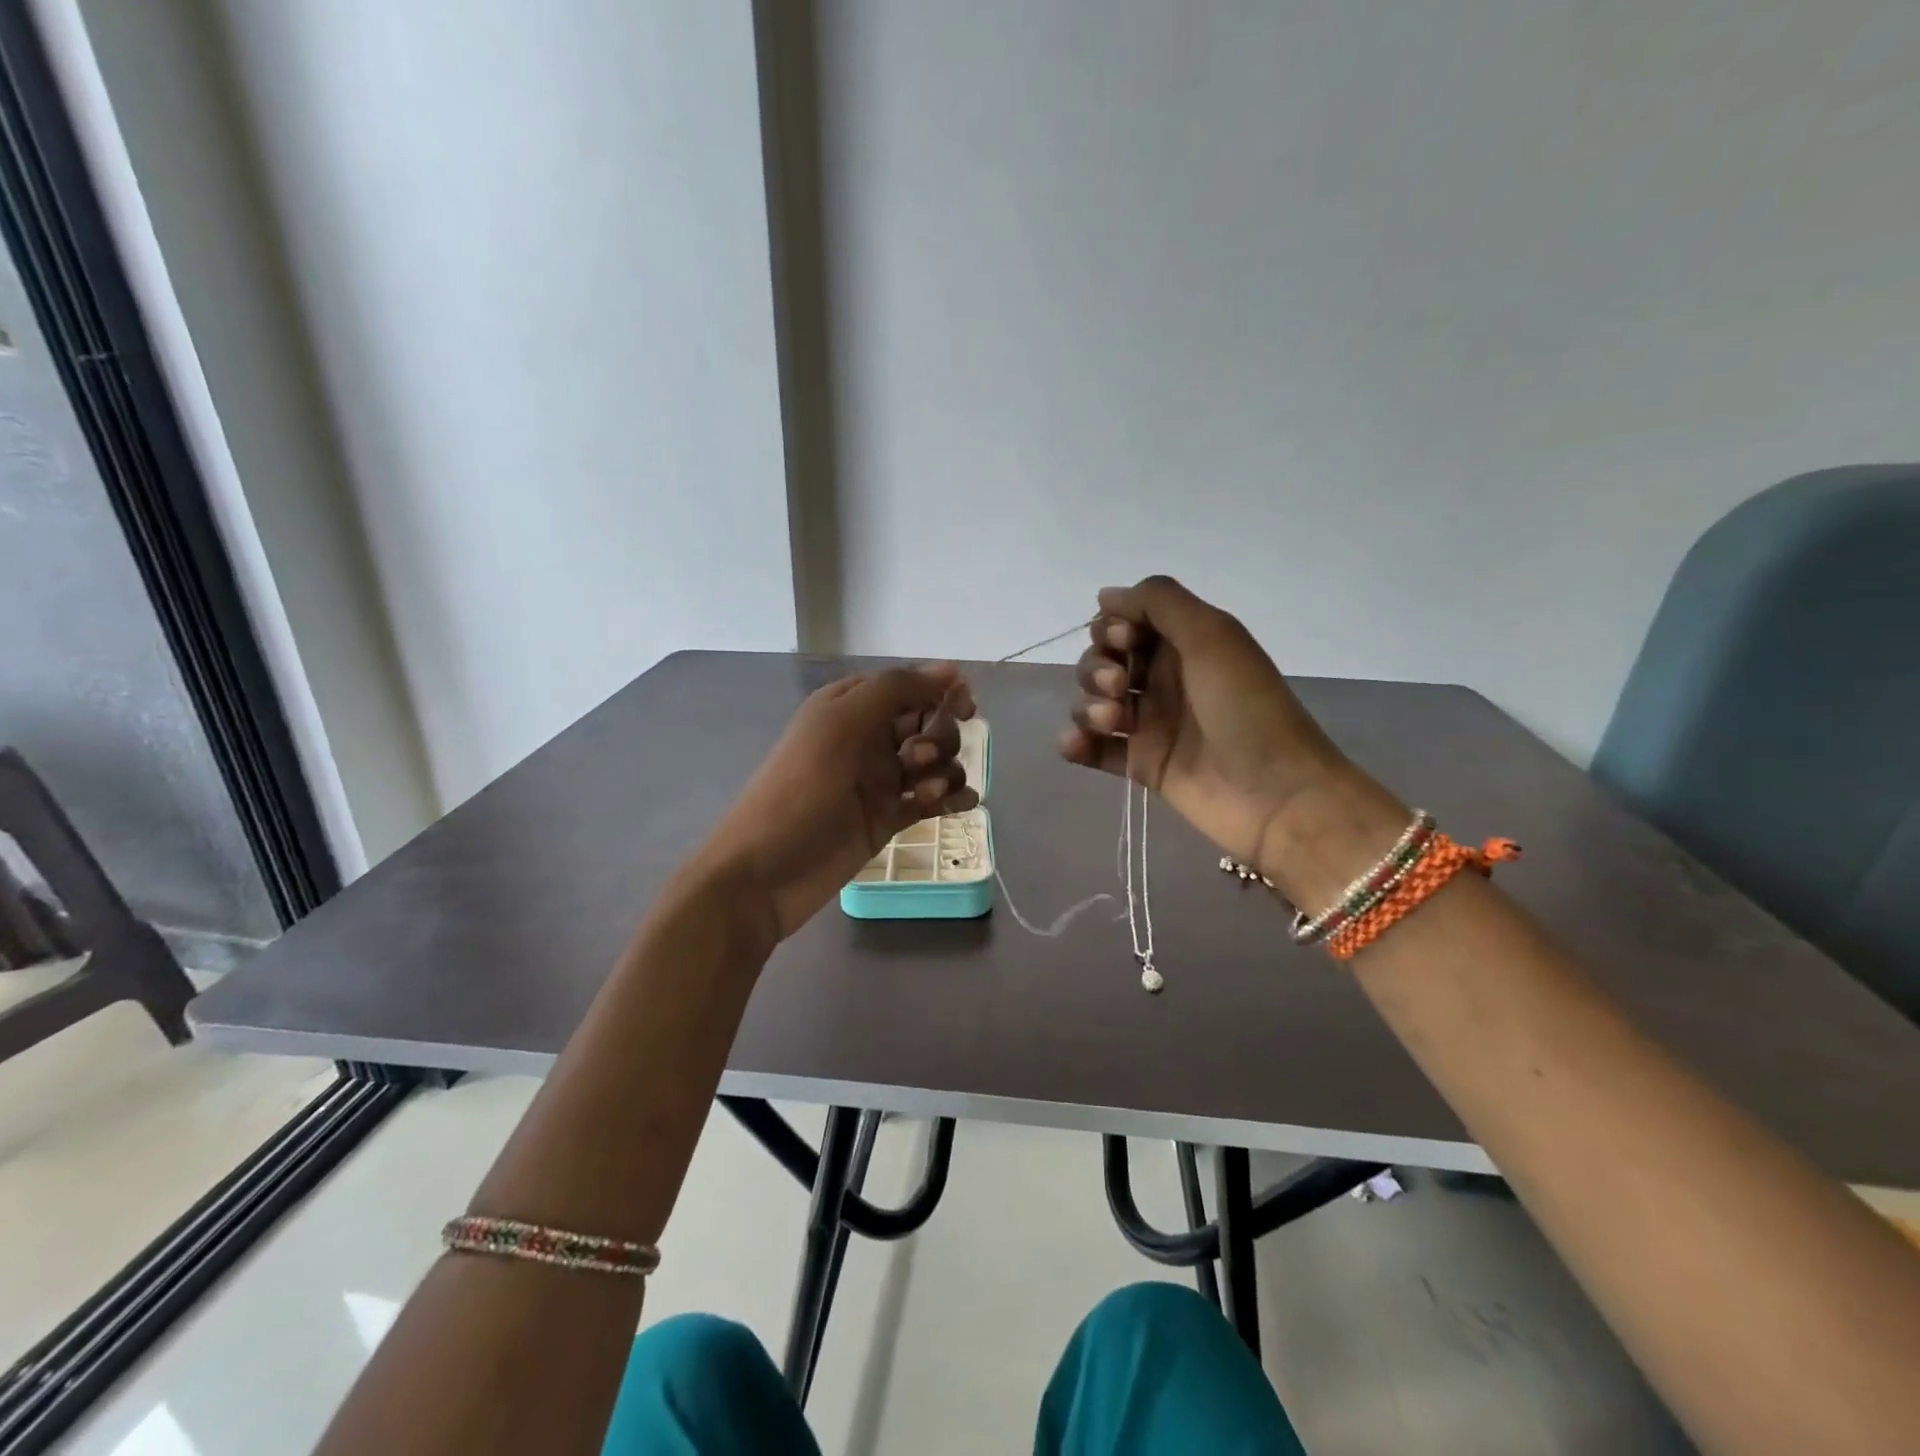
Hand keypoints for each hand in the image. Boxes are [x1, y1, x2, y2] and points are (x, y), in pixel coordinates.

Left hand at [701, 665, 977, 942]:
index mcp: (850, 707)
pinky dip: (950, 798)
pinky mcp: (888, 818)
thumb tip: (952, 669)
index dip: (940, 694)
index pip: (909, 687)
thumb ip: (895, 690)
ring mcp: (879, 781)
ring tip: (927, 795)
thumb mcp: (841, 725)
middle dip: (940, 737)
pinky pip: (932, 799)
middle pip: (928, 723)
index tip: (966, 708)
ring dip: (945, 771)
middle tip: (920, 762)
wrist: (764, 873)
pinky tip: (961, 806)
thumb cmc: (799, 791)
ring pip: (935, 763)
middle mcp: (867, 738)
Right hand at [1059, 576, 1377, 896]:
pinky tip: (1077, 746)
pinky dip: (1076, 742)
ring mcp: (1149, 723)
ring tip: (1113, 722)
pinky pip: (1092, 747)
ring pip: (1093, 701)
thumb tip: (1105, 595)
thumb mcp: (1212, 636)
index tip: (1125, 642)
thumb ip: (1159, 602)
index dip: (1112, 627)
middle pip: (1102, 660)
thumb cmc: (1246, 708)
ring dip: (1088, 705)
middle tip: (1120, 687)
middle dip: (1097, 668)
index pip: (1125, 622)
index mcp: (1184, 644)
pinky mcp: (1139, 764)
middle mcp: (1163, 679)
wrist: (1275, 794)